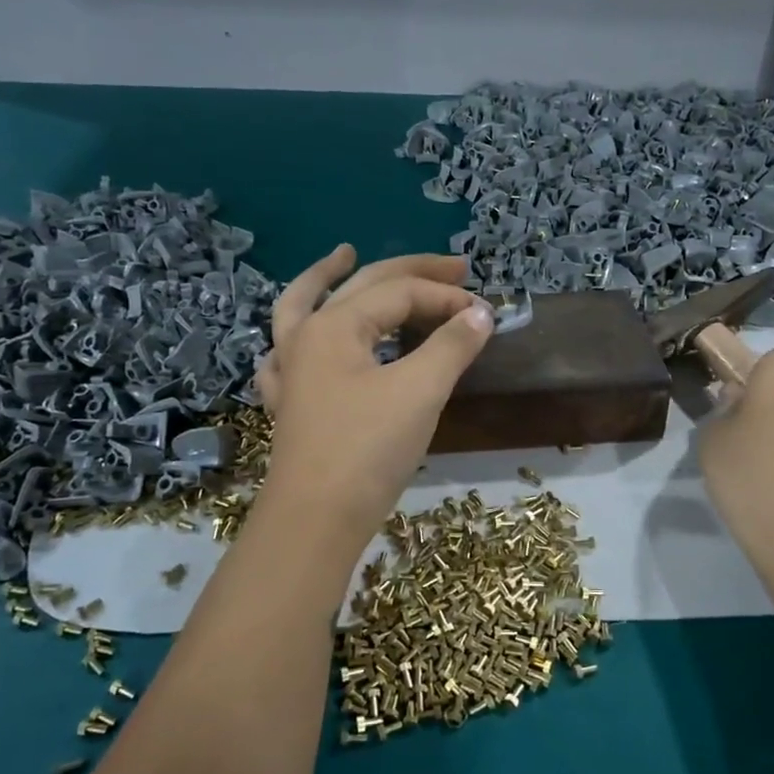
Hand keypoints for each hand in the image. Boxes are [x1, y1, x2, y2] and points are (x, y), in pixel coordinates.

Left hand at [255, 246, 493, 545]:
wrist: (315, 519)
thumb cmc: (368, 449)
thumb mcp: (420, 391)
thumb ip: (452, 346)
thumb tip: (481, 314)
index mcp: (334, 325)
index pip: (400, 294)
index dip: (447, 298)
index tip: (486, 315)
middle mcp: (306, 337)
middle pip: (362, 287)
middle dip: (411, 272)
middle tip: (456, 266)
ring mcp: (291, 370)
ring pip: (304, 306)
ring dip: (327, 277)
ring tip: (346, 254)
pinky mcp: (290, 403)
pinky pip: (288, 355)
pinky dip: (299, 335)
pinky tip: (304, 336)